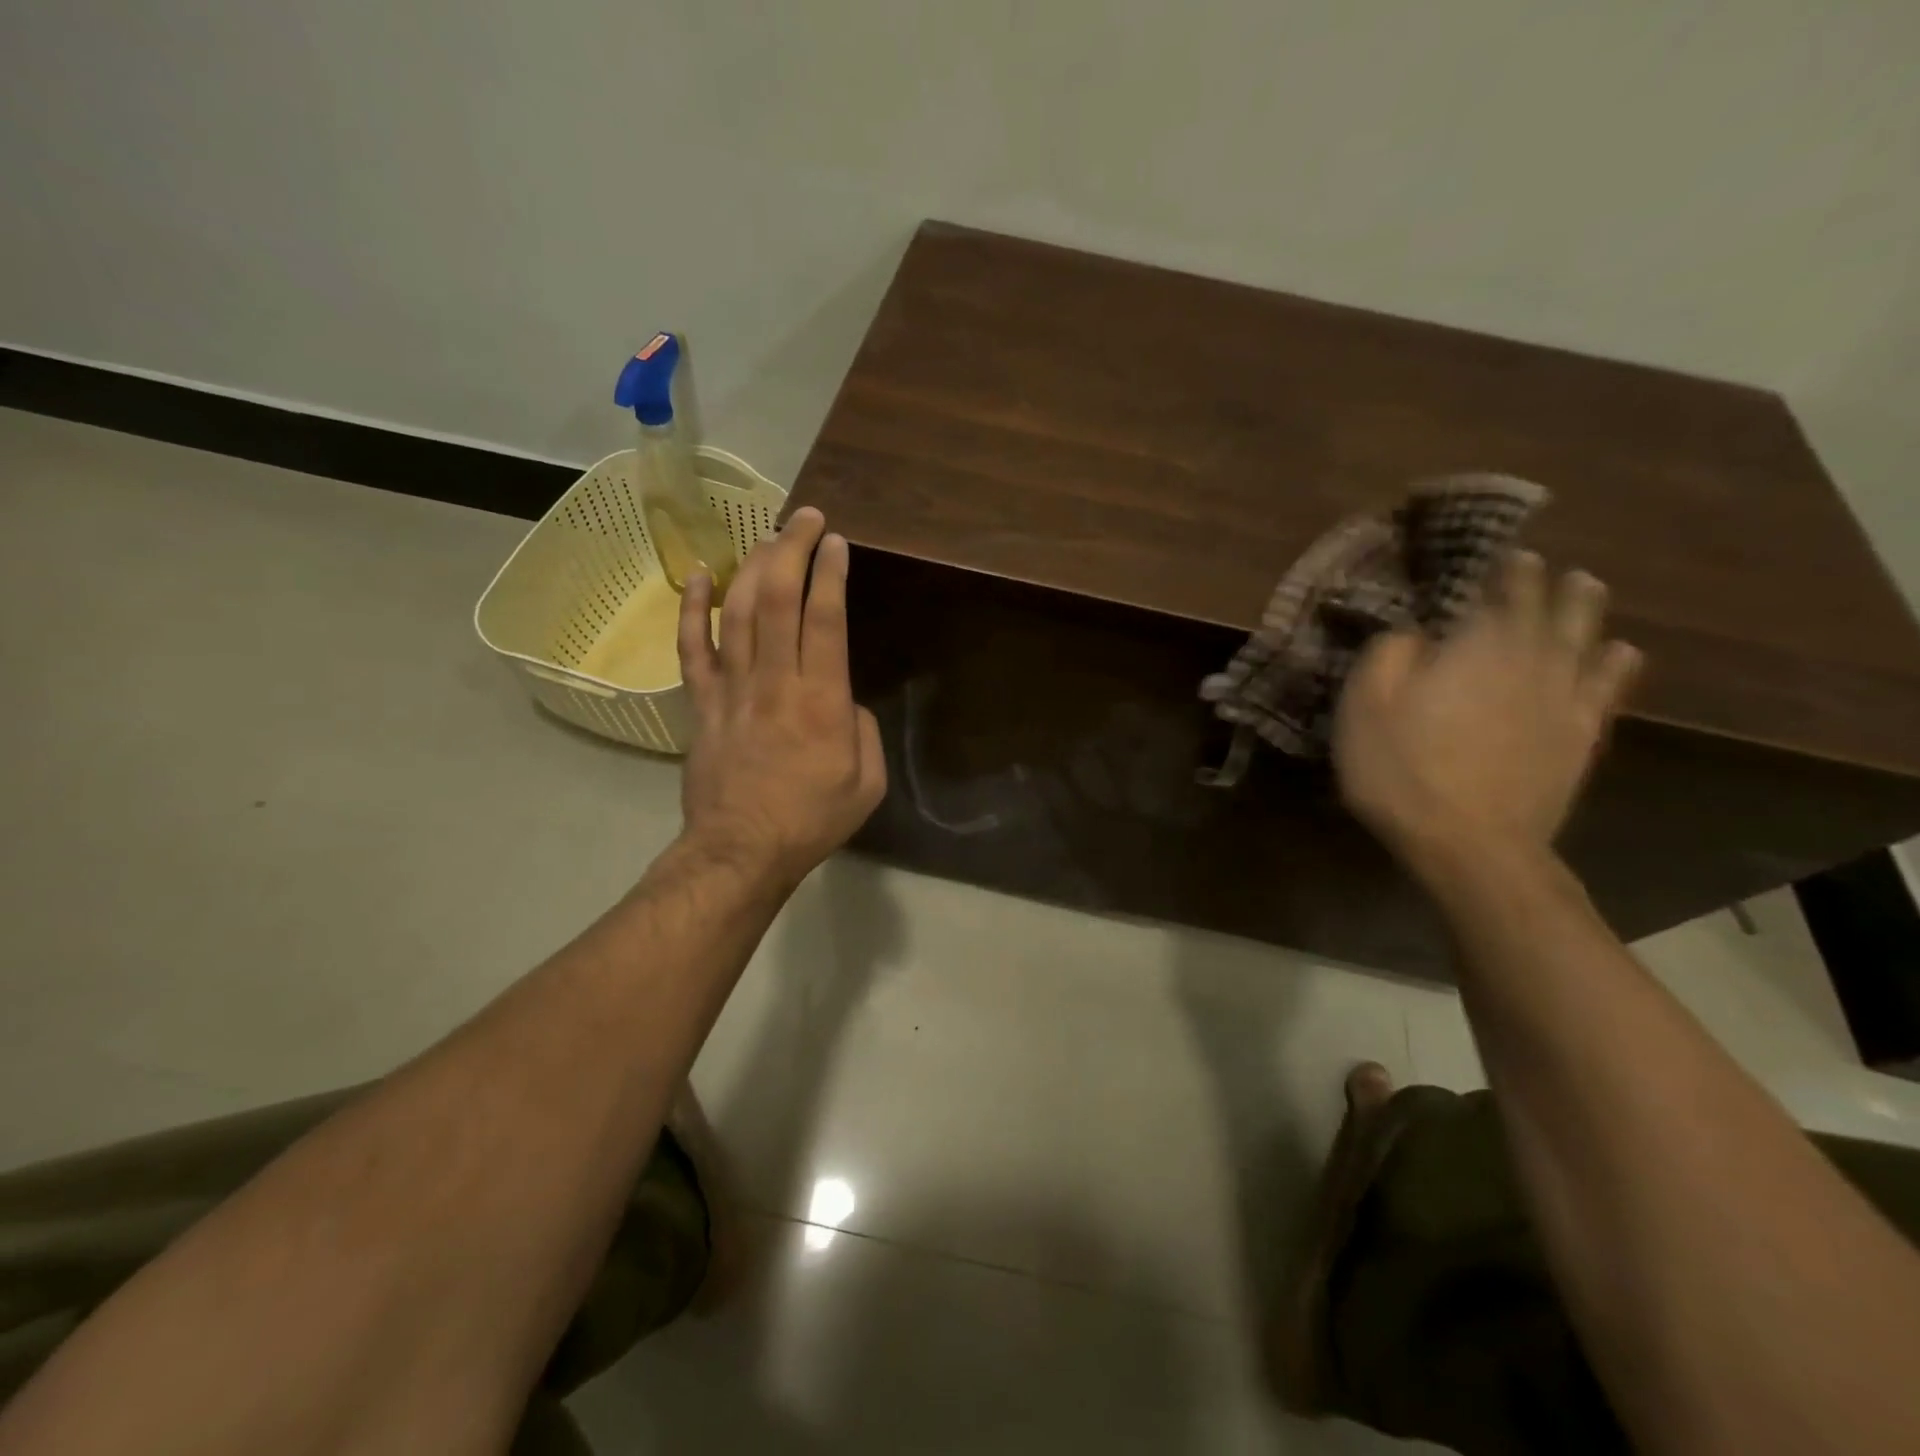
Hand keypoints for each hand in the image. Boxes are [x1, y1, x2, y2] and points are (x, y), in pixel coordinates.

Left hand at [676, 507, 886, 885]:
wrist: (741, 851)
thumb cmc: (811, 820)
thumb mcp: (867, 782)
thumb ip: (863, 729)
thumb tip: (842, 699)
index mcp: (821, 701)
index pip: (825, 619)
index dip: (831, 574)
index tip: (837, 542)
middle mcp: (775, 682)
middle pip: (777, 599)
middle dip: (793, 550)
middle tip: (805, 518)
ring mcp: (732, 690)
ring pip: (737, 612)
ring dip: (753, 566)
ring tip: (769, 536)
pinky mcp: (702, 704)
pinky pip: (693, 648)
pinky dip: (693, 609)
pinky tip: (699, 576)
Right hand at [1332, 551, 1641, 866]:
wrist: (1468, 842)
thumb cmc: (1402, 769)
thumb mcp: (1365, 706)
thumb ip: (1389, 654)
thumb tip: (1415, 631)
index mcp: (1477, 646)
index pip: (1501, 593)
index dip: (1505, 572)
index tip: (1506, 556)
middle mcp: (1532, 660)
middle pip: (1550, 610)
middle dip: (1548, 584)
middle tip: (1547, 566)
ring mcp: (1562, 699)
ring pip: (1585, 639)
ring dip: (1586, 610)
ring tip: (1586, 588)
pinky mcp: (1579, 737)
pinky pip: (1605, 688)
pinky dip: (1615, 663)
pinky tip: (1620, 651)